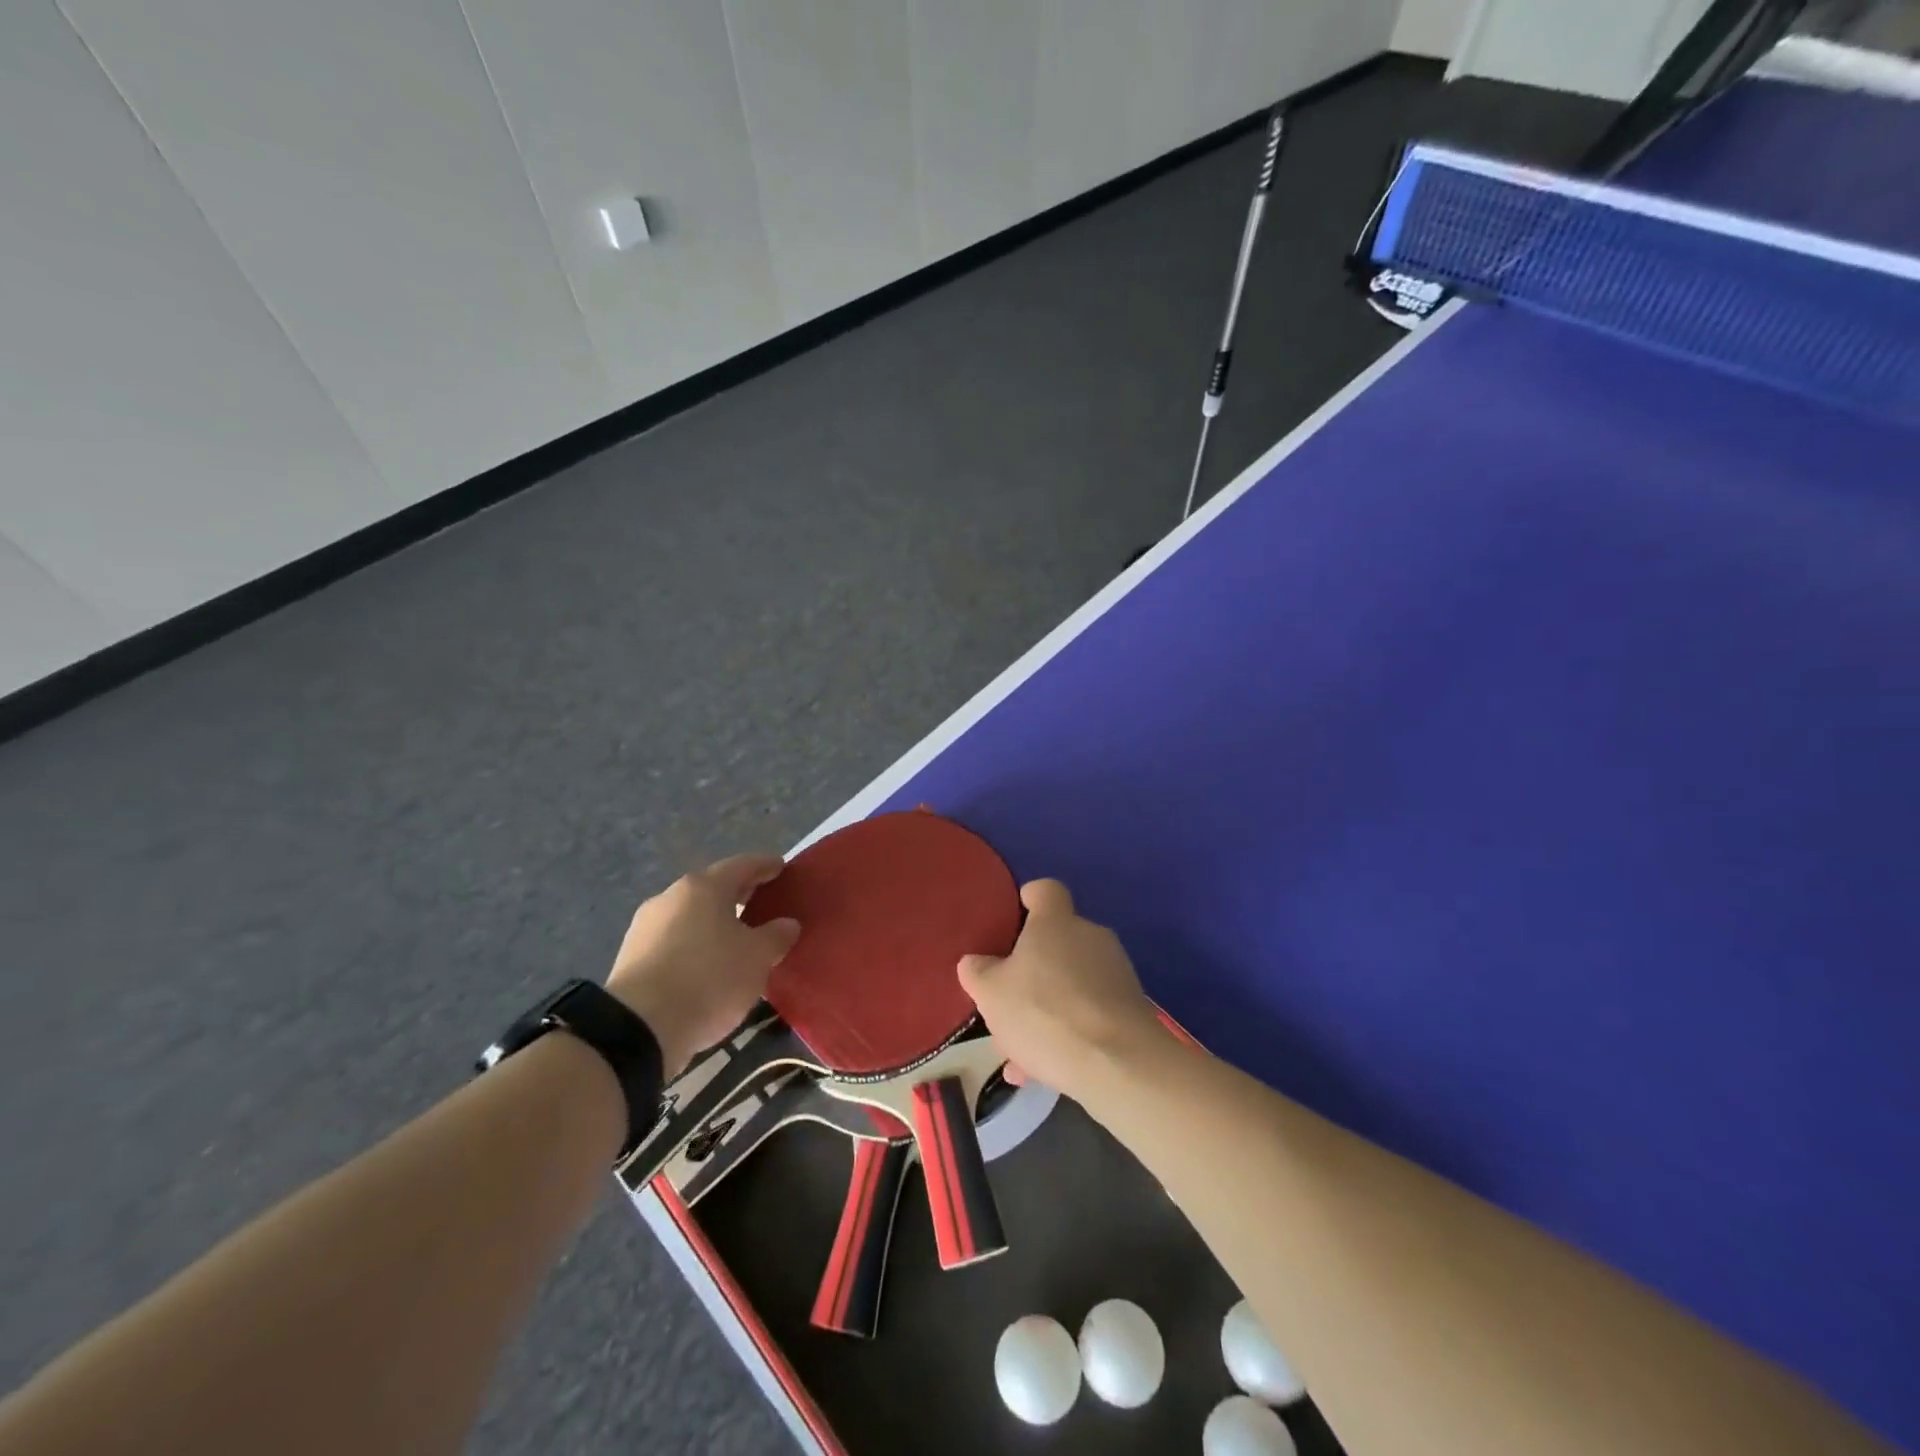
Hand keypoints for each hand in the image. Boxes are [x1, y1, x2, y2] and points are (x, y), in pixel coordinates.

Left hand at [606, 855, 800, 1078]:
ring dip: (714, 923)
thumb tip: (787, 924)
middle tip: (763, 904)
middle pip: (713, 888)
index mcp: (704, 887)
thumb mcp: (757, 958)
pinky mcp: (631, 958)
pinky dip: (694, 945)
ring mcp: (645, 927)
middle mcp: (671, 897)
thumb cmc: (708, 979)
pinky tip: (707, 965)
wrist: (637, 1029)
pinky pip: (673, 941)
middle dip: (739, 894)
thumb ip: (776, 936)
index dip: (765, 866)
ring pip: (690, 916)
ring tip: (737, 940)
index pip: (742, 865)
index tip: (781, 868)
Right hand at [957, 879, 1164, 1100]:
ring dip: (1046, 1009)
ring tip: (1018, 1052)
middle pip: (1056, 943)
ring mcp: (1115, 972)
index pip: (1045, 890)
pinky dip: (1067, 1033)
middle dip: (1030, 972)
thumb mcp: (991, 994)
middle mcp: (1090, 936)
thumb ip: (978, 972)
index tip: (1013, 918)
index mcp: (1056, 921)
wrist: (1118, 1064)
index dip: (1028, 900)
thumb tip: (975, 962)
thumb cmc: (1045, 1013)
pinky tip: (1043, 1070)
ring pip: (1070, 984)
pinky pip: (1089, 1013)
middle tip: (1006, 1004)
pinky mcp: (1131, 1008)